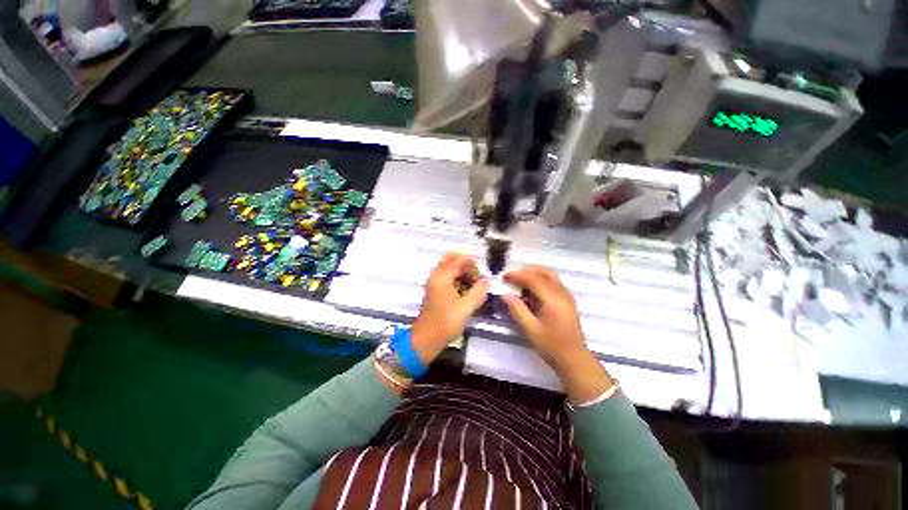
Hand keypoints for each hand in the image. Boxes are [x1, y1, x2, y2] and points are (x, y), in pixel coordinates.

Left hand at [411, 252, 489, 364]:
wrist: (425, 339)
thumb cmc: (445, 323)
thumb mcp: (466, 308)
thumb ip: (479, 292)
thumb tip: (488, 281)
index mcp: (442, 277)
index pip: (460, 259)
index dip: (474, 266)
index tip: (481, 280)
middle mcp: (436, 275)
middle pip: (453, 258)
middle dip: (467, 266)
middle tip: (476, 279)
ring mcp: (433, 281)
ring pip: (449, 266)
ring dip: (462, 272)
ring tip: (473, 286)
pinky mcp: (434, 289)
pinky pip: (446, 275)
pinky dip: (457, 278)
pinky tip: (464, 291)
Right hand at [502, 266, 614, 403]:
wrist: (574, 359)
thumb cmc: (551, 345)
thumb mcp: (530, 329)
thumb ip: (517, 309)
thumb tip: (505, 294)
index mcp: (553, 299)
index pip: (534, 279)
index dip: (518, 275)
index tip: (504, 275)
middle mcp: (562, 293)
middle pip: (544, 272)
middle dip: (526, 270)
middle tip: (512, 276)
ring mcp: (566, 295)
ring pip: (550, 275)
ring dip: (534, 273)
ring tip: (520, 280)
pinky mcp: (567, 300)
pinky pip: (553, 282)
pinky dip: (541, 279)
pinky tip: (531, 289)